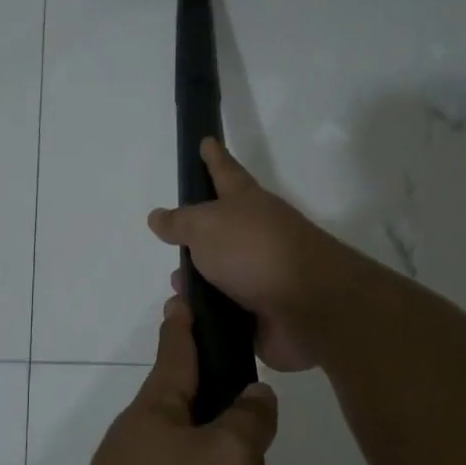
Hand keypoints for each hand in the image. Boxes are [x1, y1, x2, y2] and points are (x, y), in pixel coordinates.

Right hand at [147, 138, 351, 371]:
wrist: (307, 306)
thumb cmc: (254, 251)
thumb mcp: (206, 226)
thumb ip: (180, 222)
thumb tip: (158, 216)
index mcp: (247, 204)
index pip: (225, 172)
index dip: (214, 158)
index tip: (206, 141)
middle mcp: (257, 236)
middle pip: (222, 231)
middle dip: (196, 238)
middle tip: (172, 244)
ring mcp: (263, 276)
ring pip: (221, 277)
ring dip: (198, 285)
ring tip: (177, 295)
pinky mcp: (263, 314)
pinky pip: (226, 313)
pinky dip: (208, 316)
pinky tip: (190, 322)